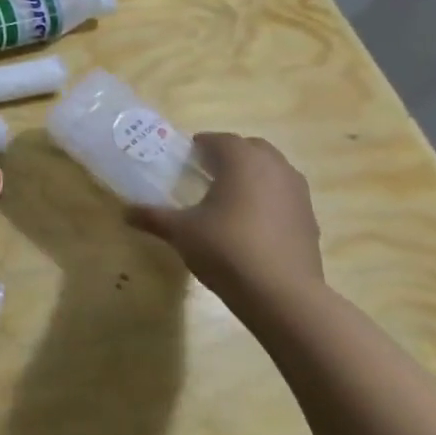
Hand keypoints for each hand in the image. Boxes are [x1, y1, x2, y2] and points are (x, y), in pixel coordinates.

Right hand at [127, 133, 324, 304]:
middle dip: (229, 155)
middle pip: (250, 148)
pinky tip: (252, 224)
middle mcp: (274, 167)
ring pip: (272, 170)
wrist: (282, 294)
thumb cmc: (226, 249)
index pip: (218, 140)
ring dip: (252, 175)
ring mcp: (297, 192)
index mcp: (241, 160)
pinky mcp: (309, 218)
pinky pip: (285, 195)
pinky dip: (269, 199)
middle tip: (205, 174)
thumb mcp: (181, 232)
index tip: (184, 160)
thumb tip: (125, 212)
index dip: (199, 146)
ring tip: (229, 198)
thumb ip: (153, 217)